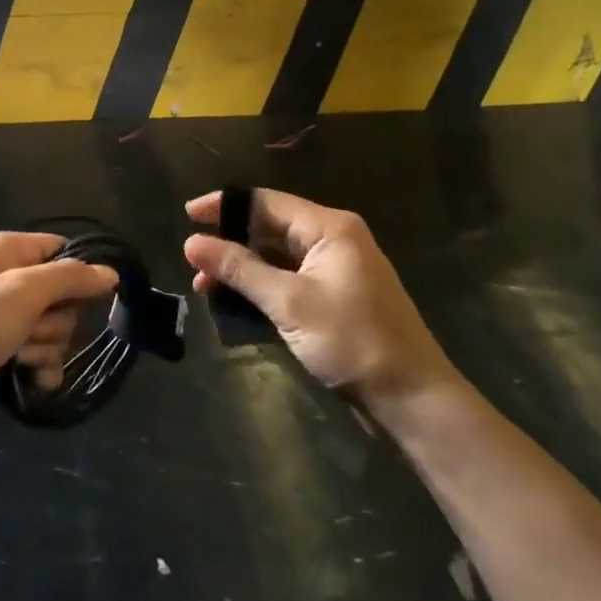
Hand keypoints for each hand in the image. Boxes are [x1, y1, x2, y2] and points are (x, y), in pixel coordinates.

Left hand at [0, 232, 117, 440]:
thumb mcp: (22, 292)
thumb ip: (70, 278)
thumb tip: (111, 272)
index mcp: (6, 251)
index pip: (61, 250)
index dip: (78, 273)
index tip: (89, 296)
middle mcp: (5, 280)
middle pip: (62, 294)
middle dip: (56, 318)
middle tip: (31, 328)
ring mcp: (1, 320)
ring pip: (53, 329)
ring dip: (46, 347)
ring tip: (19, 356)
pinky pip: (39, 357)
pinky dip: (40, 369)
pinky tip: (32, 380)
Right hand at [185, 189, 457, 407]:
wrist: (413, 398)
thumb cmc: (353, 341)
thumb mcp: (289, 303)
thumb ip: (239, 269)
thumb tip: (191, 242)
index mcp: (329, 227)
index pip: (265, 202)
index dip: (224, 206)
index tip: (188, 216)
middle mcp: (333, 239)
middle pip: (270, 227)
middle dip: (230, 243)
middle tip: (194, 262)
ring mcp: (336, 268)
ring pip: (277, 256)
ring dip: (243, 269)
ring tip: (206, 288)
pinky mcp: (336, 296)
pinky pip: (289, 279)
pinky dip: (262, 287)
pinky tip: (236, 304)